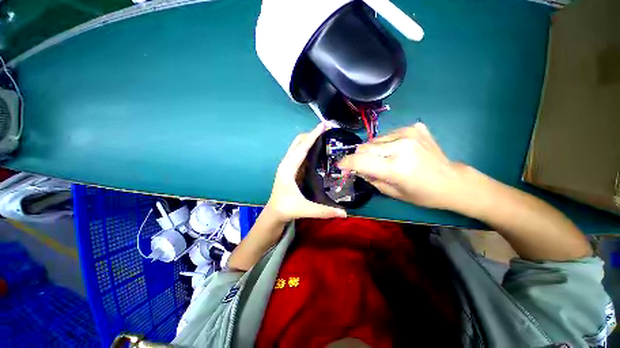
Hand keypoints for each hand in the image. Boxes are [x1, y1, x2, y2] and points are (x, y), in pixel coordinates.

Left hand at [266, 123, 347, 222]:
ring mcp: (288, 165)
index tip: (323, 125)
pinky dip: (308, 147)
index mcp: (288, 169)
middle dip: (311, 134)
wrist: (274, 212)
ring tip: (325, 136)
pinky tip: (318, 150)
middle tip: (327, 131)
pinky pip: (300, 153)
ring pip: (298, 146)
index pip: (302, 148)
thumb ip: (324, 211)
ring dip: (309, 139)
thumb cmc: (286, 209)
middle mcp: (287, 163)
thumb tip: (345, 213)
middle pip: (298, 142)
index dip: (313, 136)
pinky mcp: (291, 168)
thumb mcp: (305, 209)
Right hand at [338, 123, 468, 209]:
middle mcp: (401, 146)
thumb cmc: (421, 194)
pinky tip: (397, 151)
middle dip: (359, 156)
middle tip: (364, 164)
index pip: (360, 160)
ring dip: (373, 150)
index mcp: (395, 168)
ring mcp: (409, 133)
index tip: (340, 164)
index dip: (347, 162)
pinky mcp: (414, 127)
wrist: (451, 181)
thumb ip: (370, 178)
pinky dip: (386, 143)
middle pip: (365, 146)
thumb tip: (356, 168)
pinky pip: (388, 134)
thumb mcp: (391, 192)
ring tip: (384, 158)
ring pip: (375, 140)